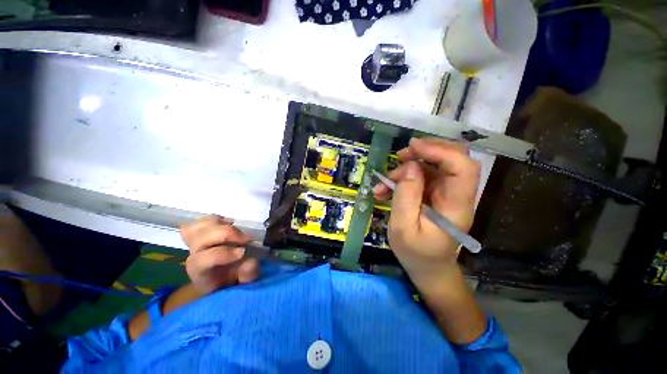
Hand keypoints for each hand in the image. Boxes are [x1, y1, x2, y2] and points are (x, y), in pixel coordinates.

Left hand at [180, 216, 259, 294]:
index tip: (243, 252)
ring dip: (221, 224)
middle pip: (201, 238)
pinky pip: (203, 220)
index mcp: (201, 273)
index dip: (222, 254)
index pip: (202, 260)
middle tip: (246, 239)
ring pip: (201, 225)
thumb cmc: (235, 281)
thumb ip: (248, 275)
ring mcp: (196, 242)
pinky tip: (230, 224)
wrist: (224, 277)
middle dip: (227, 234)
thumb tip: (250, 262)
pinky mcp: (202, 232)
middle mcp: (194, 255)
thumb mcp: (245, 283)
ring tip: (238, 230)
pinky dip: (217, 219)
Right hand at [374, 138, 479, 283]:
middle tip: (400, 155)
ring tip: (385, 181)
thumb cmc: (416, 253)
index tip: (413, 147)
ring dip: (407, 168)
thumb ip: (406, 196)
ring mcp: (446, 194)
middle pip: (453, 159)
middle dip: (426, 151)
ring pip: (432, 167)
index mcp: (456, 206)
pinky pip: (420, 178)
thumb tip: (410, 167)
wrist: (427, 268)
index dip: (440, 151)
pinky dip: (402, 179)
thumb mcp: (403, 227)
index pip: (462, 168)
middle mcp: (456, 195)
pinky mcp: (434, 195)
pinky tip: (385, 189)